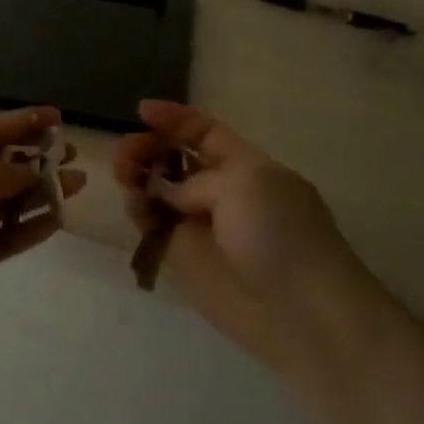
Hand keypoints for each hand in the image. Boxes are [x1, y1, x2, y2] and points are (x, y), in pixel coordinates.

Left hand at [0, 107, 85, 325]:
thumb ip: (6, 173)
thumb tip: (29, 172)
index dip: (26, 122)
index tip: (59, 117)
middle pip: (3, 165)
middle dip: (38, 159)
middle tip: (72, 156)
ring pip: (8, 201)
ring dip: (41, 193)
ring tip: (76, 185)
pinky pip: (6, 235)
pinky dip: (30, 227)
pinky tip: (58, 219)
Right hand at [115, 100, 358, 370]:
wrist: (300, 313)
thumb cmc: (281, 235)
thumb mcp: (245, 183)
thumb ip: (196, 180)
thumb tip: (168, 193)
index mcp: (245, 165)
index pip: (205, 132)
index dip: (175, 119)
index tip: (142, 110)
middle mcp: (220, 191)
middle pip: (175, 159)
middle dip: (149, 148)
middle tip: (125, 151)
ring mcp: (200, 225)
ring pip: (158, 191)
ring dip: (137, 175)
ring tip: (122, 172)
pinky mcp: (183, 258)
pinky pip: (152, 225)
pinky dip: (139, 210)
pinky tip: (133, 202)